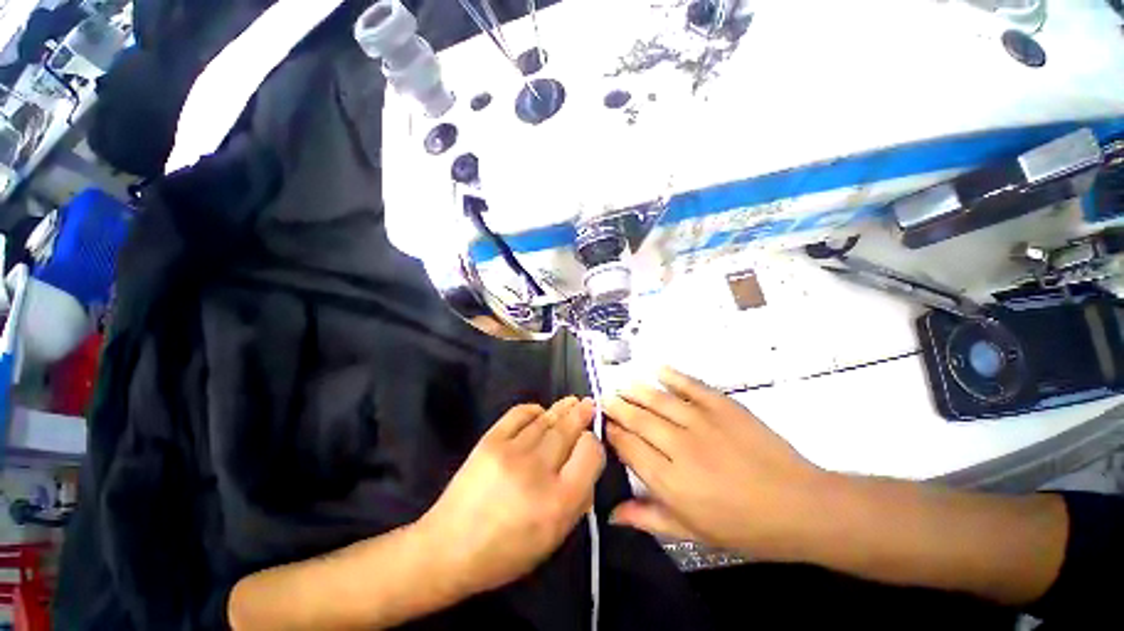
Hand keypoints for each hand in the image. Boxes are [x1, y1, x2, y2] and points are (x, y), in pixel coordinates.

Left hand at [419, 397, 604, 594]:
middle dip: (582, 414)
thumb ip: (577, 500)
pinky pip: (519, 414)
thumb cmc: (507, 552)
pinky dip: (533, 410)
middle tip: (588, 404)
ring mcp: (512, 451)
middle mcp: (539, 471)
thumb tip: (585, 463)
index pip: (590, 453)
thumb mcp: (554, 538)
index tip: (590, 442)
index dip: (594, 443)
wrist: (450, 547)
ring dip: (562, 408)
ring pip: (546, 420)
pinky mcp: (490, 440)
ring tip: (572, 401)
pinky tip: (540, 411)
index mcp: (560, 501)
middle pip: (568, 430)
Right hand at [605, 368, 828, 560]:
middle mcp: (679, 447)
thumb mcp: (694, 532)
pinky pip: (690, 385)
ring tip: (622, 384)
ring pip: (658, 400)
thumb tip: (610, 515)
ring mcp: (702, 422)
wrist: (800, 506)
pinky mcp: (723, 406)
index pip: (629, 448)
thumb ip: (649, 518)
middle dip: (618, 407)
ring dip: (636, 390)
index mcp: (670, 481)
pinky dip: (672, 375)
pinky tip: (657, 369)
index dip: (613, 434)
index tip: (605, 425)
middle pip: (638, 420)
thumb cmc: (745, 527)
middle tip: (605, 398)